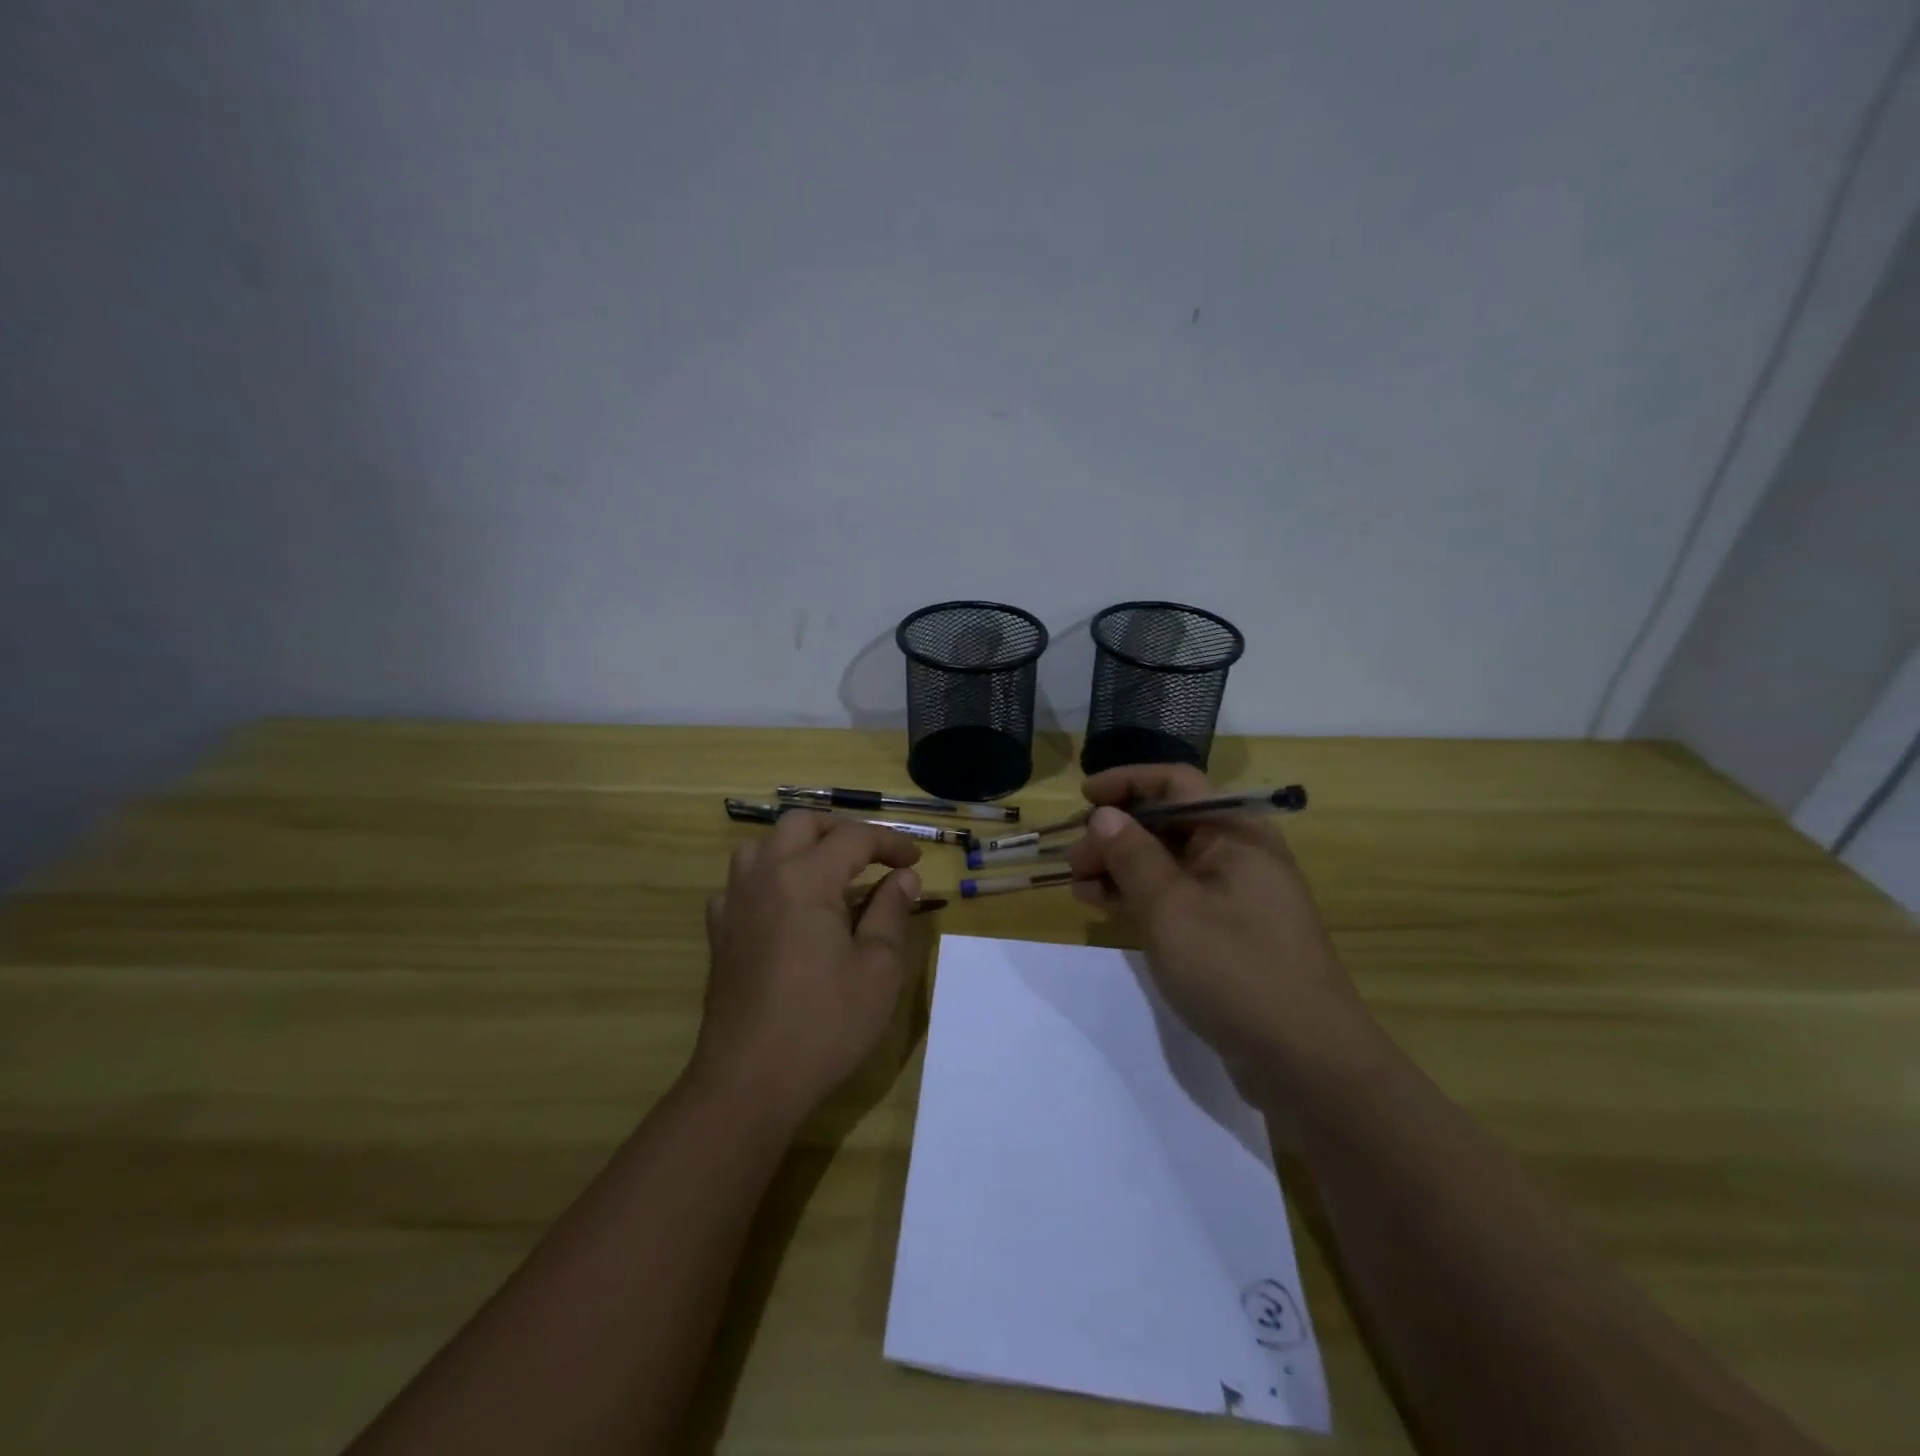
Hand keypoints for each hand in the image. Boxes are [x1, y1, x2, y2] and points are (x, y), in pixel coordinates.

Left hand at [695, 813, 922, 1124]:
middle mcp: (764, 876)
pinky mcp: (719, 932)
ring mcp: (735, 903)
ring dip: (799, 847)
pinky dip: (769, 879)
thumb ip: (891, 911)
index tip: (915, 862)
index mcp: (805, 878)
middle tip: (873, 856)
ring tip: (828, 874)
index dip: (890, 844)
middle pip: (801, 824)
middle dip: (841, 830)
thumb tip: (904, 878)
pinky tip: (785, 909)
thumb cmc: (825, 1023)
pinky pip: (742, 883)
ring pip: (763, 846)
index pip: (853, 838)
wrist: (749, 1080)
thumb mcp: (878, 968)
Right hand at [1065, 764, 1367, 1086]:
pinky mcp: (1229, 934)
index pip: (1177, 784)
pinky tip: (1105, 908)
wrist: (1306, 1062)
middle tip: (1073, 860)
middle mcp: (1238, 856)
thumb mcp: (1170, 908)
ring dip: (1121, 868)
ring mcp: (1235, 897)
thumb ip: (1132, 856)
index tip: (1083, 797)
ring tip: (1078, 887)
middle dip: (1116, 834)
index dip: (1127, 782)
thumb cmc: (1235, 969)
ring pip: (1168, 864)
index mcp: (1236, 834)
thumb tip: (1104, 815)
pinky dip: (1140, 898)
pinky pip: (1177, 898)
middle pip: (1168, 824)